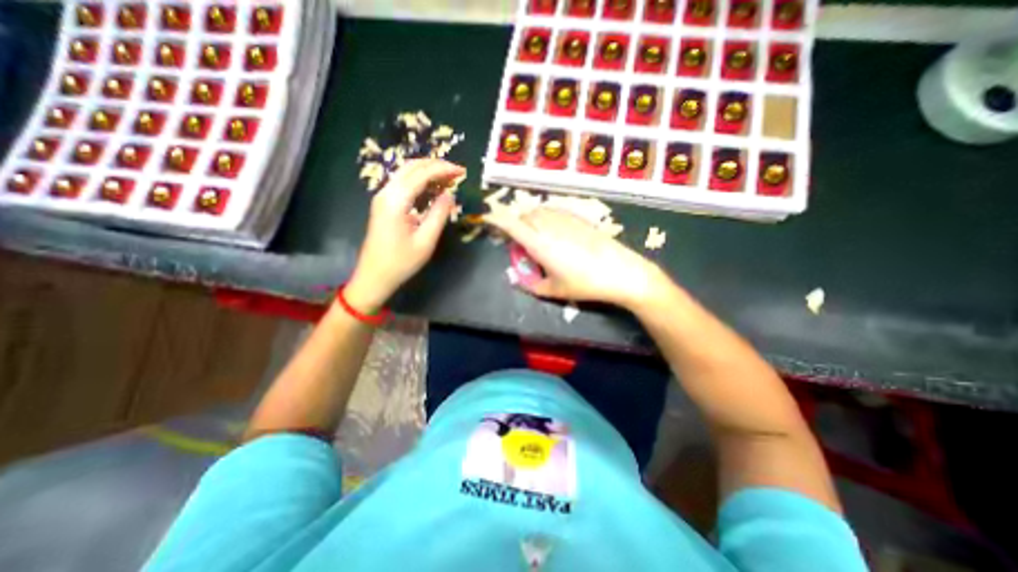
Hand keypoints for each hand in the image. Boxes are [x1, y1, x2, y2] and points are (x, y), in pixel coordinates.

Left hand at [345, 159, 463, 311]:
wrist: (374, 276)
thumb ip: (439, 214)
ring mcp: (383, 197)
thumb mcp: (426, 241)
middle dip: (436, 165)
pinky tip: (433, 189)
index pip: (422, 174)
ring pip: (406, 172)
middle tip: (457, 172)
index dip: (443, 169)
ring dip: (427, 171)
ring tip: (448, 179)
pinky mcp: (383, 204)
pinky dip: (419, 180)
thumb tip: (450, 195)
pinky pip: (403, 183)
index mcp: (396, 201)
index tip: (461, 171)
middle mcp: (386, 193)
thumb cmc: (401, 262)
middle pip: (411, 167)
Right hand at [485, 208, 668, 309]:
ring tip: (537, 236)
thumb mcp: (555, 291)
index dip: (496, 219)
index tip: (487, 218)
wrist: (621, 271)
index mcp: (539, 244)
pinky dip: (547, 217)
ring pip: (540, 211)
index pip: (512, 224)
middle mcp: (550, 226)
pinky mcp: (579, 218)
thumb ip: (532, 285)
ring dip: (532, 220)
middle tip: (520, 240)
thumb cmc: (585, 284)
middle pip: (525, 215)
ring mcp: (566, 219)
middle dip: (517, 223)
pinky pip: (555, 211)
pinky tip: (555, 232)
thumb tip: (519, 279)